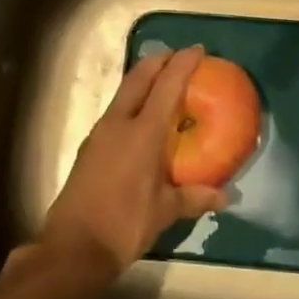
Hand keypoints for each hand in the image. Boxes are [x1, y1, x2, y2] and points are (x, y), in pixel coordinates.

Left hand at [37, 45, 226, 276]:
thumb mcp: (165, 211)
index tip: (198, 50)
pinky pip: (116, 112)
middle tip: (179, 57)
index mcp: (142, 132)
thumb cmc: (124, 224)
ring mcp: (100, 134)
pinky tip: (142, 121)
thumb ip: (195, 198)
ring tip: (164, 85)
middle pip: (139, 77)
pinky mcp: (90, 147)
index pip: (167, 85)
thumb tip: (226, 197)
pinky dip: (133, 103)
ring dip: (144, 81)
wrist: (73, 249)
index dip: (183, 63)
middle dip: (159, 61)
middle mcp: (119, 123)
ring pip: (124, 92)